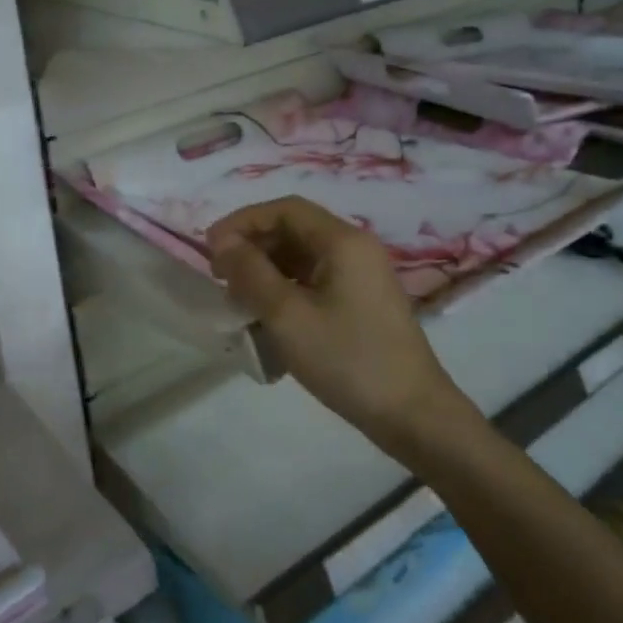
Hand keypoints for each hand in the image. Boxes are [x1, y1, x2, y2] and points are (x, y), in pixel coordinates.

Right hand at [209, 197, 464, 459]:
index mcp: (343, 241)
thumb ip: (251, 273)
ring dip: (266, 269)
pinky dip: (285, 288)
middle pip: (294, 229)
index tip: (210, 248)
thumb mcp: (288, 316)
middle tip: (220, 276)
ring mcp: (361, 276)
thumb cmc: (347, 359)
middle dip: (252, 245)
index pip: (284, 209)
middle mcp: (355, 248)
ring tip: (237, 298)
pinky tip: (266, 315)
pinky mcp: (361, 301)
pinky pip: (315, 280)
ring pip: (302, 257)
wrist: (412, 413)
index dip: (242, 222)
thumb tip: (222, 242)